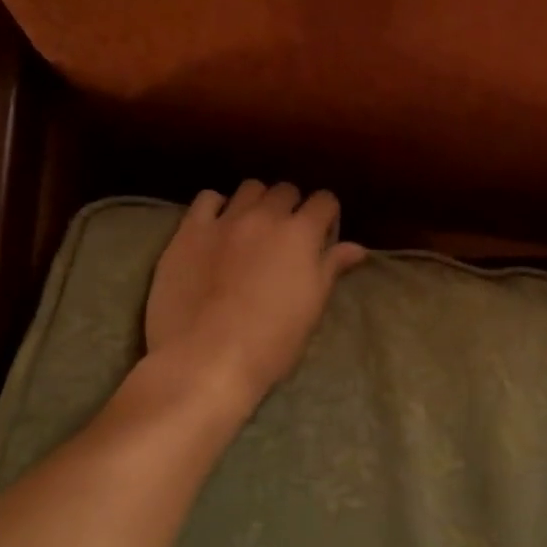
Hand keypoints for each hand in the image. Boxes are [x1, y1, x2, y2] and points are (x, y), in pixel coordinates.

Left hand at [144, 180, 365, 405]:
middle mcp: (265, 216)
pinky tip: (217, 226)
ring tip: (253, 226)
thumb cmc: (271, 342)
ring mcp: (225, 220)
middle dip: (292, 206)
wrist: (206, 359)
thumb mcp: (312, 307)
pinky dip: (217, 207)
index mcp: (301, 234)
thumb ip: (332, 268)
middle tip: (287, 234)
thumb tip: (357, 247)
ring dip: (257, 202)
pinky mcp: (189, 231)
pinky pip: (207, 199)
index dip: (326, 215)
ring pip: (249, 188)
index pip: (325, 200)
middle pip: (286, 190)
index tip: (322, 234)